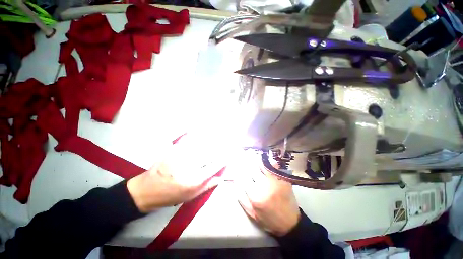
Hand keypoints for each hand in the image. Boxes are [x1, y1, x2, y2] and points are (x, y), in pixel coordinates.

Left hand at [127, 134, 223, 212]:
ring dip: (211, 140)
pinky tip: (200, 132)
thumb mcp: (191, 196)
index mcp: (194, 180)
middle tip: (228, 143)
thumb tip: (221, 177)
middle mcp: (189, 166)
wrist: (146, 190)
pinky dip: (196, 136)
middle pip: (209, 153)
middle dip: (220, 148)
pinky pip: (188, 140)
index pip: (214, 166)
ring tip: (219, 137)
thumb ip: (208, 185)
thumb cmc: (170, 196)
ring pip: (200, 145)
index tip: (230, 154)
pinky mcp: (172, 150)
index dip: (224, 159)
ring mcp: (180, 156)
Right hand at [233, 155, 300, 235]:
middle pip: (252, 169)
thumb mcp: (252, 213)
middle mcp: (265, 186)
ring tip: (251, 153)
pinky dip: (267, 161)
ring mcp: (275, 181)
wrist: (290, 223)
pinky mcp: (284, 179)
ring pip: (262, 165)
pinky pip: (274, 166)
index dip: (239, 170)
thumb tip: (235, 182)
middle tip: (243, 155)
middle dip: (246, 161)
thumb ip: (241, 198)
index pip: (243, 177)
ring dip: (255, 158)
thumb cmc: (269, 219)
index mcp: (255, 196)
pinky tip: (263, 157)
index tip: (236, 164)